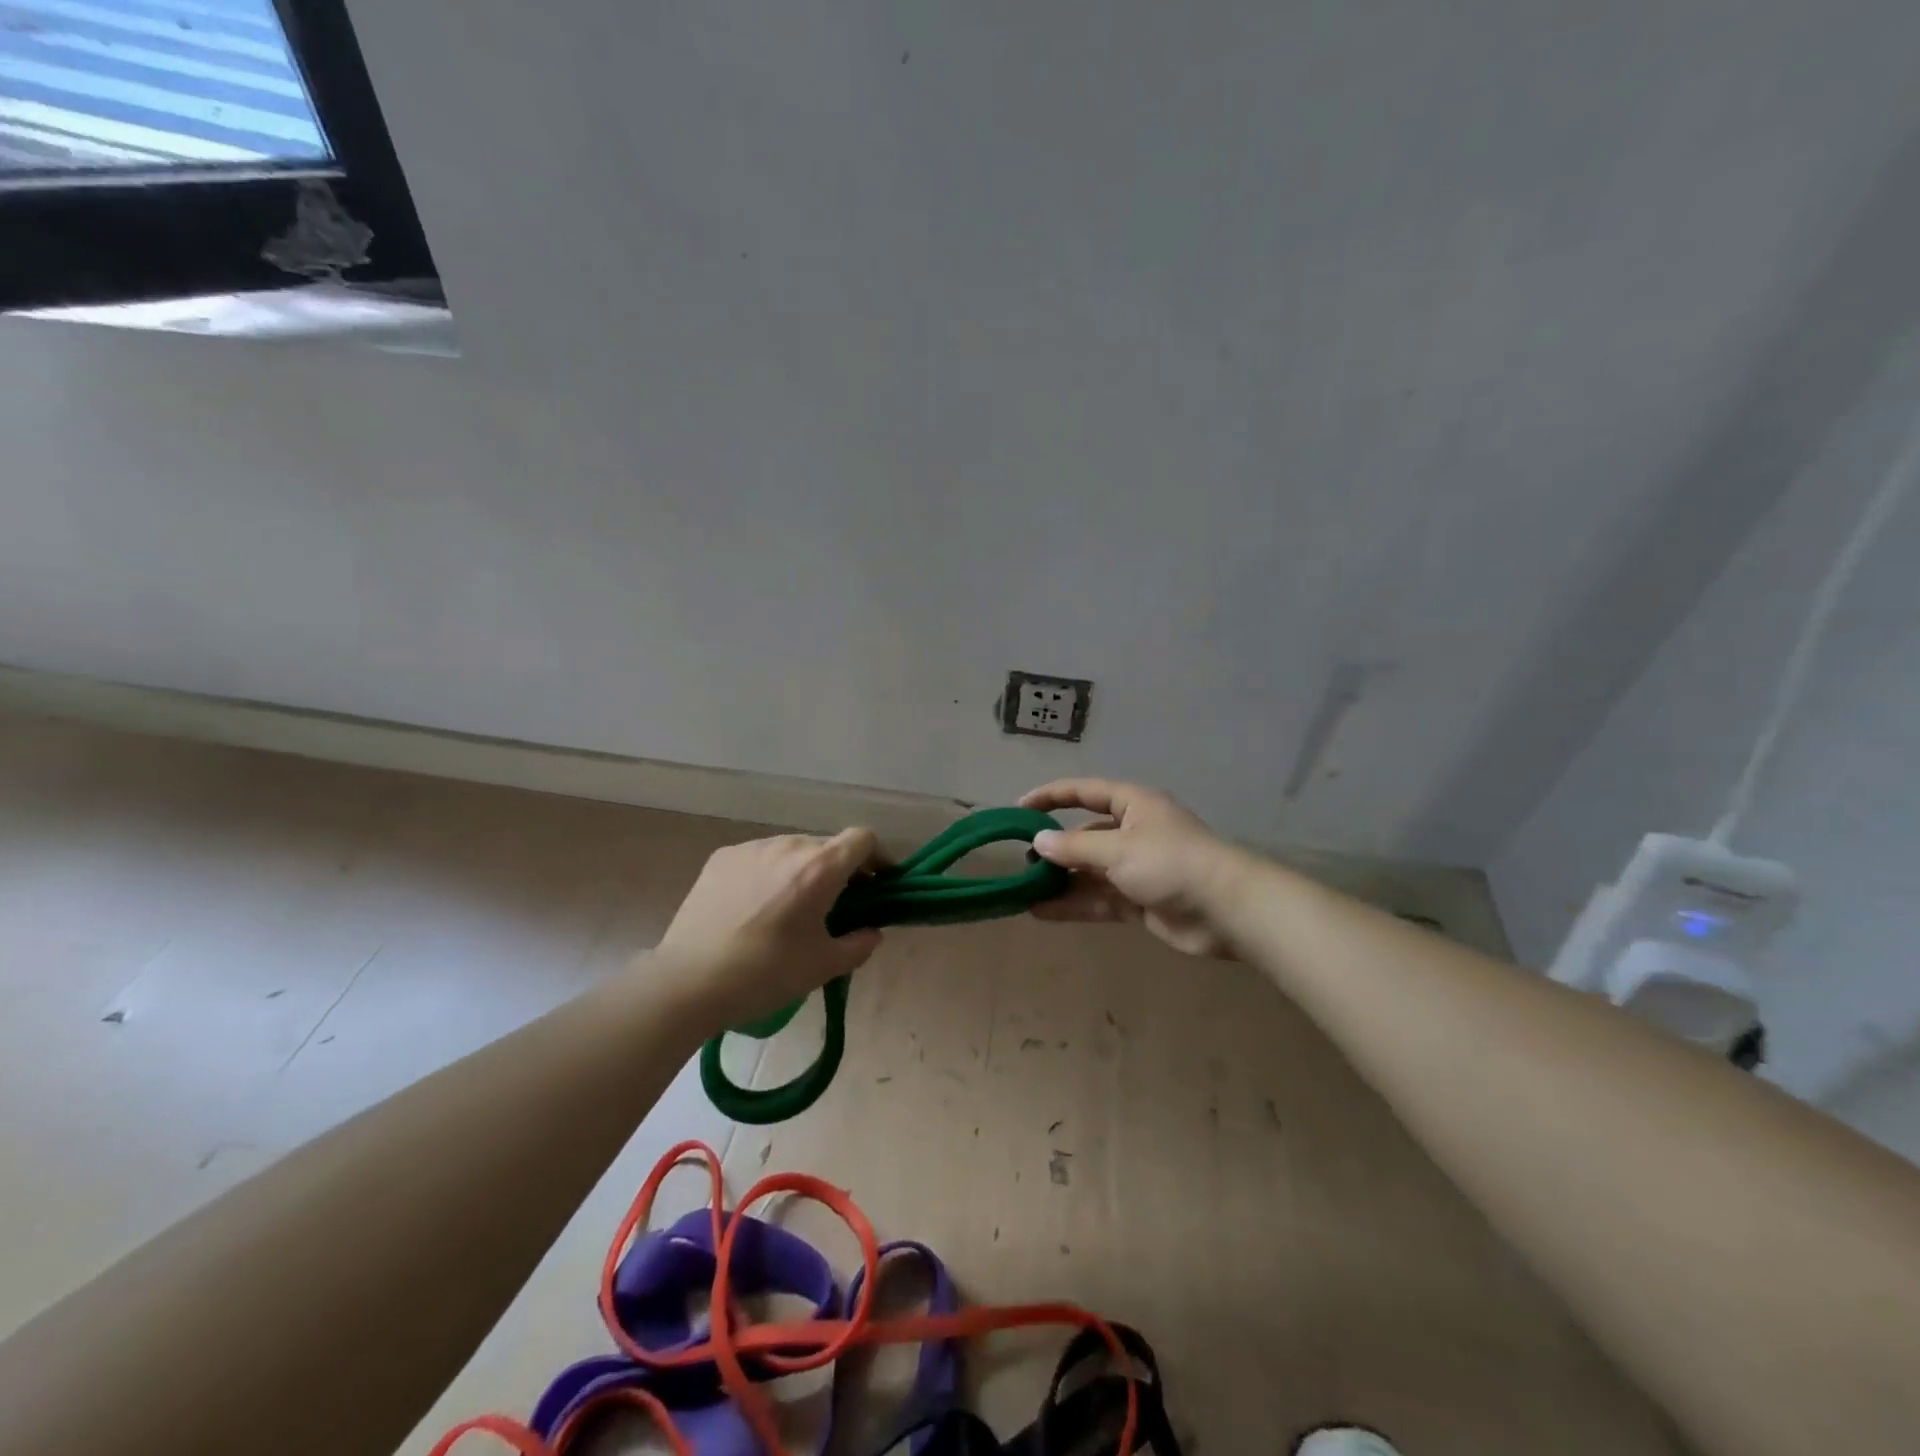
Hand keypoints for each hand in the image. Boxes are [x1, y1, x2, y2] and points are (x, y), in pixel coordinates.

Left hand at [656, 829, 883, 1030]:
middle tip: (837, 905)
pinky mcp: (722, 858)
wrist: (687, 981)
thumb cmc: (765, 974)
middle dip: (841, 870)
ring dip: (804, 870)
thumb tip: (872, 932)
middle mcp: (789, 846)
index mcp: (820, 868)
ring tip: (792, 908)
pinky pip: (760, 857)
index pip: (863, 839)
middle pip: (828, 845)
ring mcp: (752, 848)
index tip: (878, 884)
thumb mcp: (823, 967)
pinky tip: (755, 907)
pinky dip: (770, 873)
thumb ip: (859, 945)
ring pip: (792, 850)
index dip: (878, 857)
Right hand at [1020, 779, 1246, 957]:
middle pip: (1086, 834)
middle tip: (1022, 860)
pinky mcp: (1141, 901)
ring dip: (1061, 880)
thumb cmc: (1170, 863)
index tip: (1020, 809)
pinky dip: (1074, 904)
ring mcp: (1138, 868)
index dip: (1052, 796)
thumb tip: (1039, 841)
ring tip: (1024, 890)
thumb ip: (1075, 845)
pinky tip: (1043, 912)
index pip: (1085, 792)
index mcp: (1133, 805)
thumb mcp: (1117, 848)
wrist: (1225, 910)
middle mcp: (1134, 832)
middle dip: (1056, 847)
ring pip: (1090, 871)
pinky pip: (1100, 899)